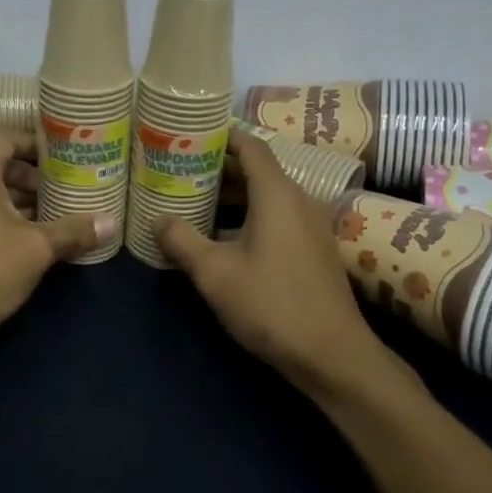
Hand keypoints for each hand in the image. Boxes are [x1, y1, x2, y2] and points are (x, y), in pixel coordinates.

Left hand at [0, 132, 115, 356]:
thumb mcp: (37, 248)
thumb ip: (74, 231)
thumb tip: (112, 223)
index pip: (6, 138)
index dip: (36, 141)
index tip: (65, 154)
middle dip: (34, 177)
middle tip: (67, 188)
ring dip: (21, 201)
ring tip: (57, 215)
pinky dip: (4, 219)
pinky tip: (32, 241)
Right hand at [157, 130, 419, 397]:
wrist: (333, 356)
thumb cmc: (271, 305)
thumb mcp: (214, 273)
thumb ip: (182, 240)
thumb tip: (158, 218)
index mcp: (277, 194)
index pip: (250, 145)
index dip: (220, 136)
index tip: (189, 136)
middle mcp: (298, 200)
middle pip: (257, 169)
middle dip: (218, 167)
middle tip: (180, 170)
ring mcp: (310, 225)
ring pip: (266, 195)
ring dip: (232, 194)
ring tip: (193, 200)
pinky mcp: (313, 249)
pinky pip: (277, 216)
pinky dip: (249, 214)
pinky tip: (221, 235)